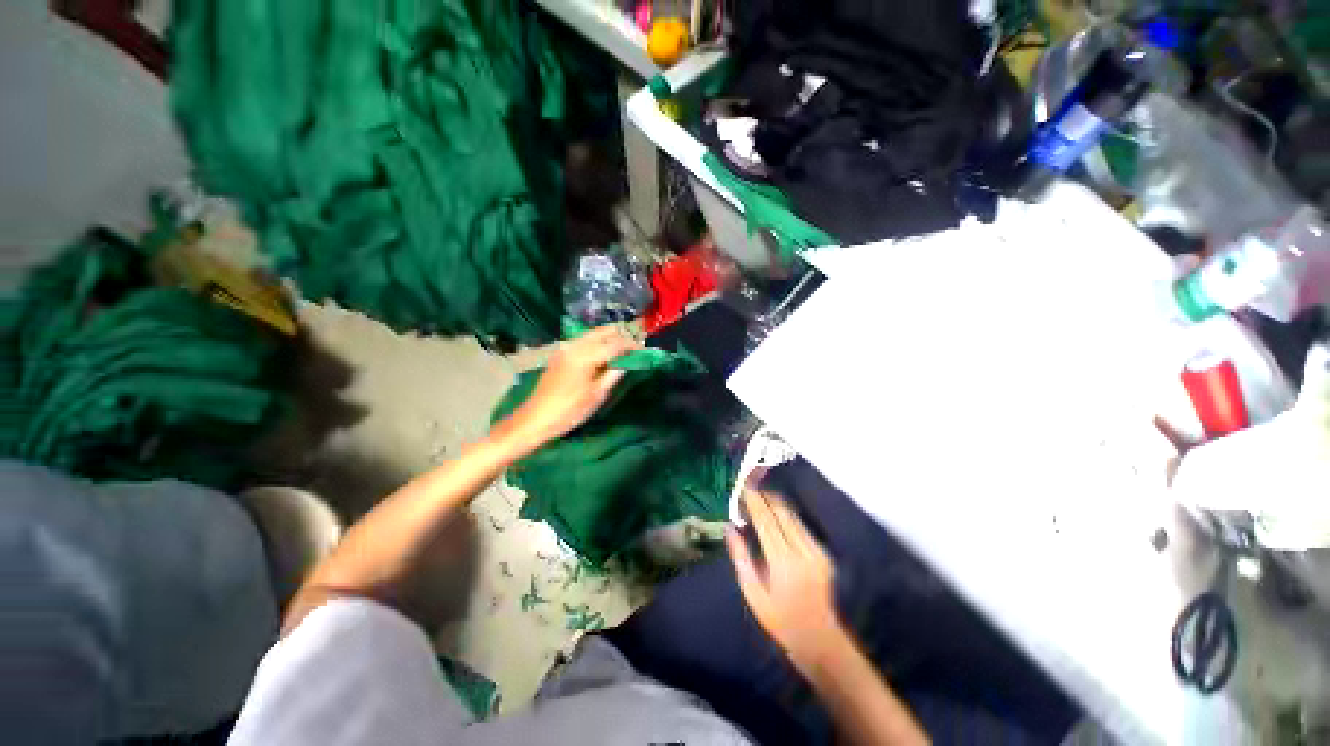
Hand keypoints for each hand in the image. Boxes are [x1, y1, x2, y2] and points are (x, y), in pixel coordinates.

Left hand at [506, 325, 638, 447]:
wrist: (536, 418)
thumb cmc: (570, 410)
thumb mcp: (597, 394)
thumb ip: (614, 373)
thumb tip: (628, 362)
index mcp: (585, 355)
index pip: (615, 343)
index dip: (632, 345)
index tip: (644, 350)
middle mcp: (575, 345)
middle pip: (604, 331)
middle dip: (621, 336)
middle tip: (635, 347)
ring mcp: (566, 347)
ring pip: (593, 334)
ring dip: (609, 338)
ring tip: (623, 350)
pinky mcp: (561, 353)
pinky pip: (584, 340)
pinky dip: (597, 342)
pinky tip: (604, 353)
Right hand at [727, 490, 846, 673]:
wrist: (821, 640)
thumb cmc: (781, 621)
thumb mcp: (754, 595)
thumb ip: (741, 558)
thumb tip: (730, 528)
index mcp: (783, 562)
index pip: (766, 521)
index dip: (754, 501)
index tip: (744, 488)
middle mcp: (802, 551)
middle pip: (782, 513)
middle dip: (766, 496)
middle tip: (751, 486)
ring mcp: (816, 551)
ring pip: (794, 516)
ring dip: (777, 502)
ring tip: (761, 495)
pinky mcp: (824, 553)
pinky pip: (802, 525)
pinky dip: (787, 514)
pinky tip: (777, 512)